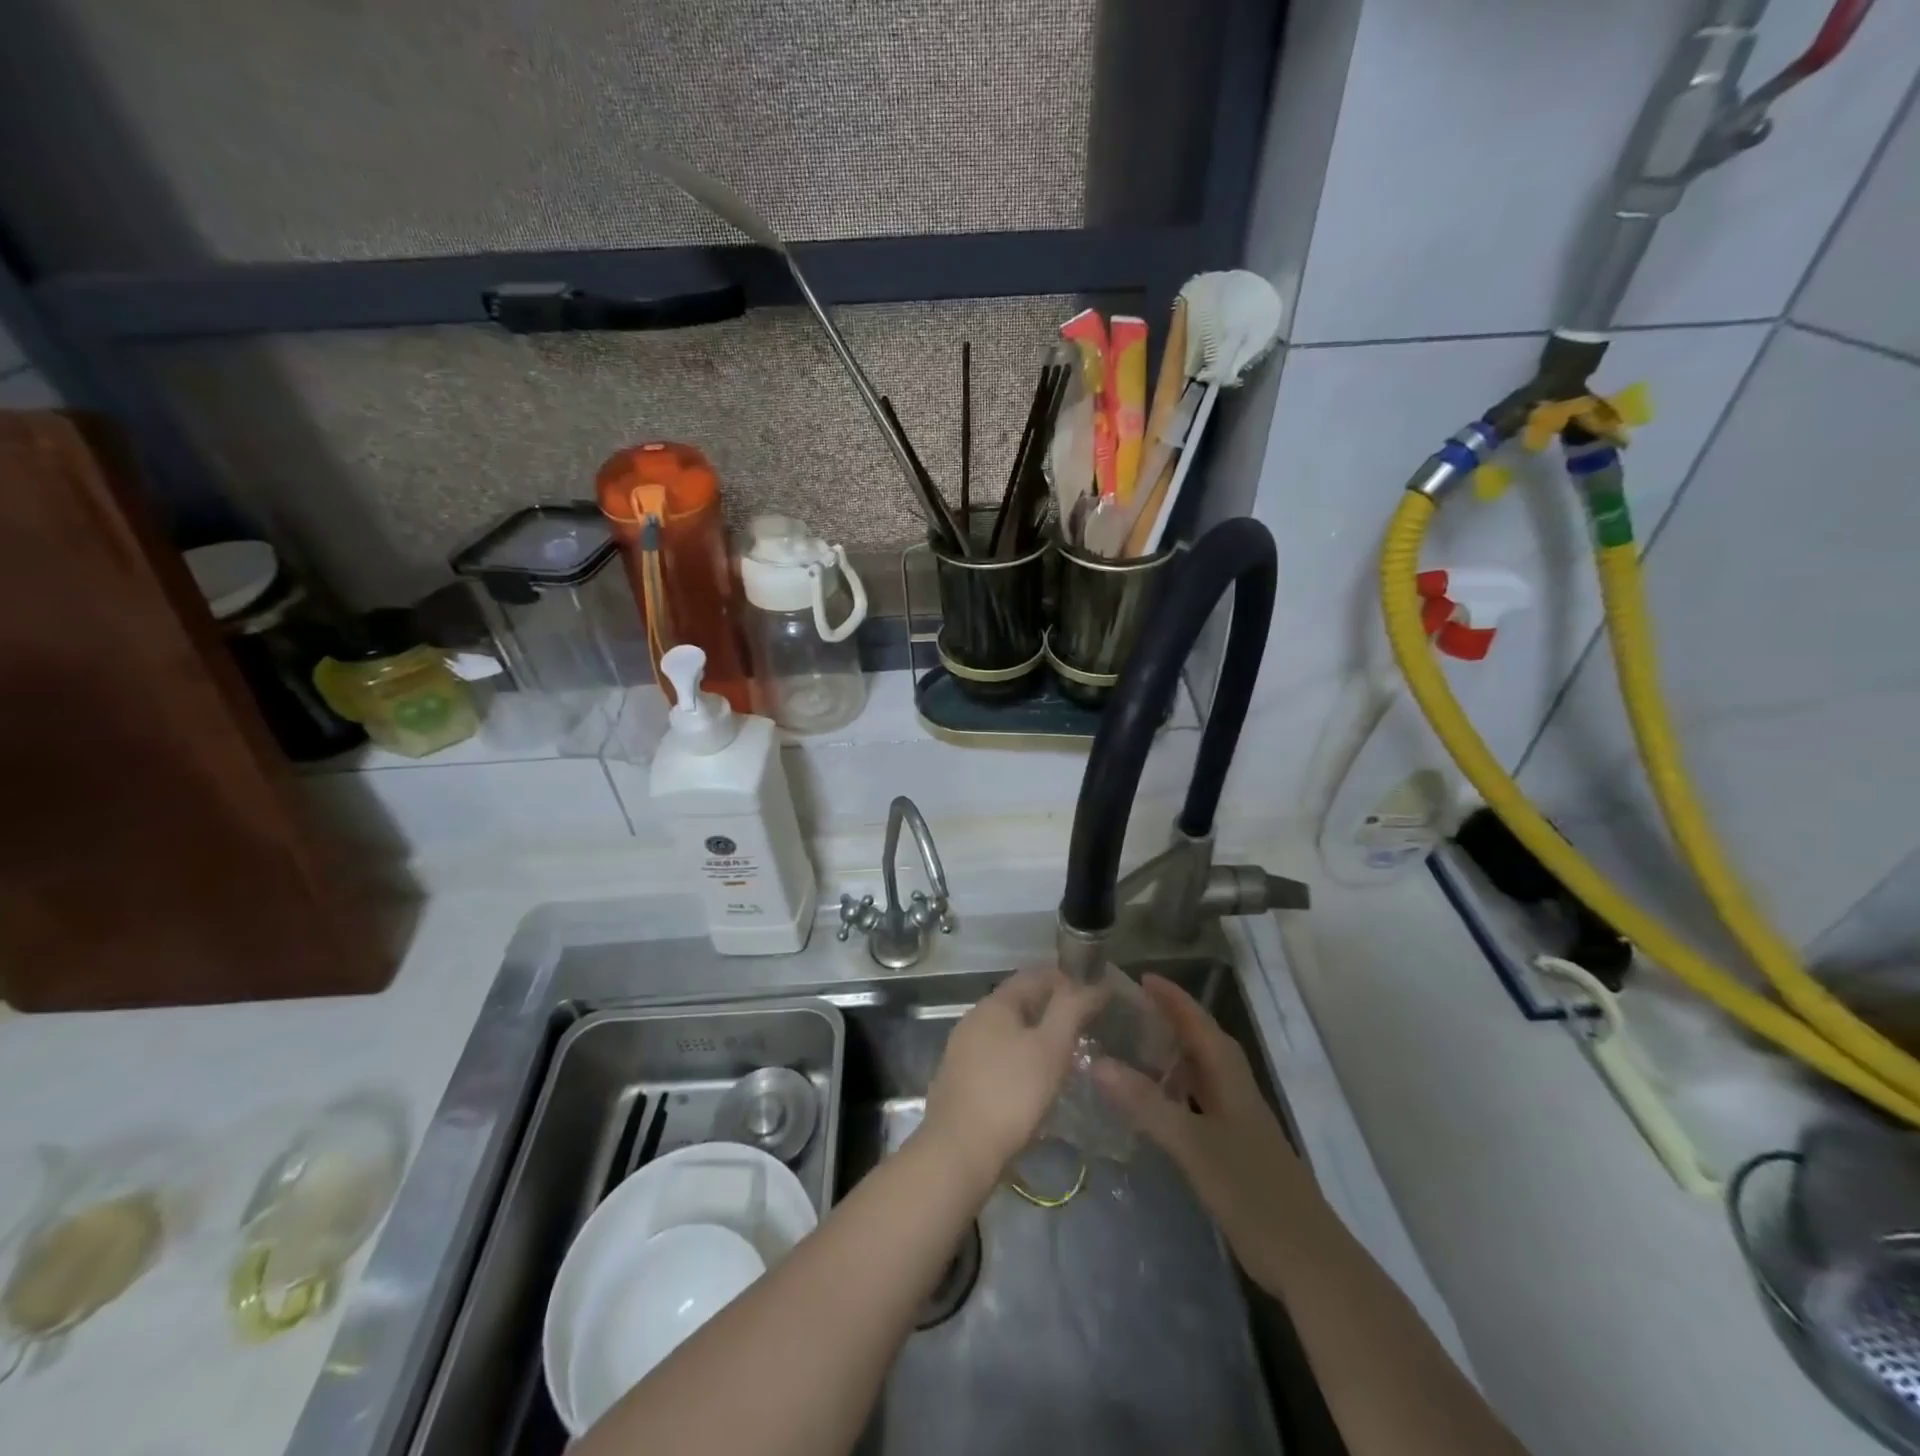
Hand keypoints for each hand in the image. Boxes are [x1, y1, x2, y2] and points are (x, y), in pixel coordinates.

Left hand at [919, 965, 1107, 1185]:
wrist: (958, 1151)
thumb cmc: (1011, 1094)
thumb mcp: (1051, 1048)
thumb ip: (1072, 1010)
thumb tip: (1094, 983)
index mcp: (995, 1003)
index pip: (1036, 975)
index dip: (1068, 978)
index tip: (1096, 993)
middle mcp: (975, 1017)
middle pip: (1021, 1001)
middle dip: (1054, 1007)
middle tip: (1087, 1025)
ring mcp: (963, 1048)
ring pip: (1009, 1029)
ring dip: (1037, 1034)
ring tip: (1067, 1053)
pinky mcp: (960, 1077)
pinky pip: (998, 1055)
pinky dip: (1021, 1057)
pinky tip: (1035, 1079)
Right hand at [1092, 974, 1311, 1292]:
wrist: (1307, 1260)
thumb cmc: (1252, 1191)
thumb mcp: (1193, 1145)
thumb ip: (1146, 1103)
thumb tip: (1097, 1062)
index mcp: (1230, 1077)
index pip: (1198, 1023)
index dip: (1173, 999)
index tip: (1141, 977)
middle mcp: (1235, 1090)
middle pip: (1202, 1042)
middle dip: (1170, 1020)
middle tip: (1129, 1009)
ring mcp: (1237, 1121)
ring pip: (1201, 1073)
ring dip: (1172, 1055)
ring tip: (1134, 1048)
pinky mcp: (1235, 1149)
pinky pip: (1199, 1102)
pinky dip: (1175, 1092)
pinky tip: (1154, 1106)